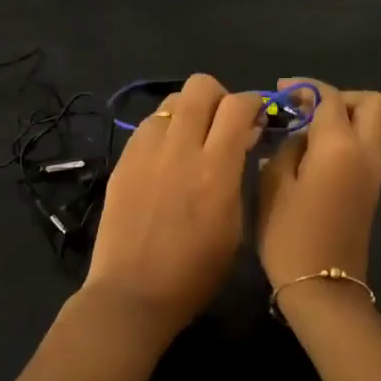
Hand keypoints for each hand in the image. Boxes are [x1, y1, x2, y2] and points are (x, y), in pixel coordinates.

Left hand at [83, 73, 263, 336]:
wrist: (133, 294)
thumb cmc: (196, 273)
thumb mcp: (235, 227)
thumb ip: (238, 175)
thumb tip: (241, 141)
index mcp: (215, 169)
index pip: (238, 106)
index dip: (254, 103)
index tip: (257, 117)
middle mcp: (180, 149)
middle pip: (200, 86)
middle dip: (219, 96)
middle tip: (223, 122)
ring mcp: (146, 151)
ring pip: (171, 100)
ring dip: (189, 111)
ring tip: (193, 138)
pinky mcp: (122, 160)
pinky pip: (148, 125)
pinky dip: (164, 129)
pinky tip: (166, 156)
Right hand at [256, 78, 380, 293]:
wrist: (323, 288)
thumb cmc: (291, 234)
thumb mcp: (274, 184)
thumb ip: (286, 148)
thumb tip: (297, 136)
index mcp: (341, 146)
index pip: (329, 96)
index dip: (304, 87)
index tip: (279, 92)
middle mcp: (367, 152)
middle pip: (370, 103)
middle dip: (338, 97)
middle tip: (305, 109)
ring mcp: (374, 173)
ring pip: (371, 126)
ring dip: (342, 119)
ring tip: (303, 132)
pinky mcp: (371, 190)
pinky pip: (364, 148)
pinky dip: (343, 140)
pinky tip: (311, 155)